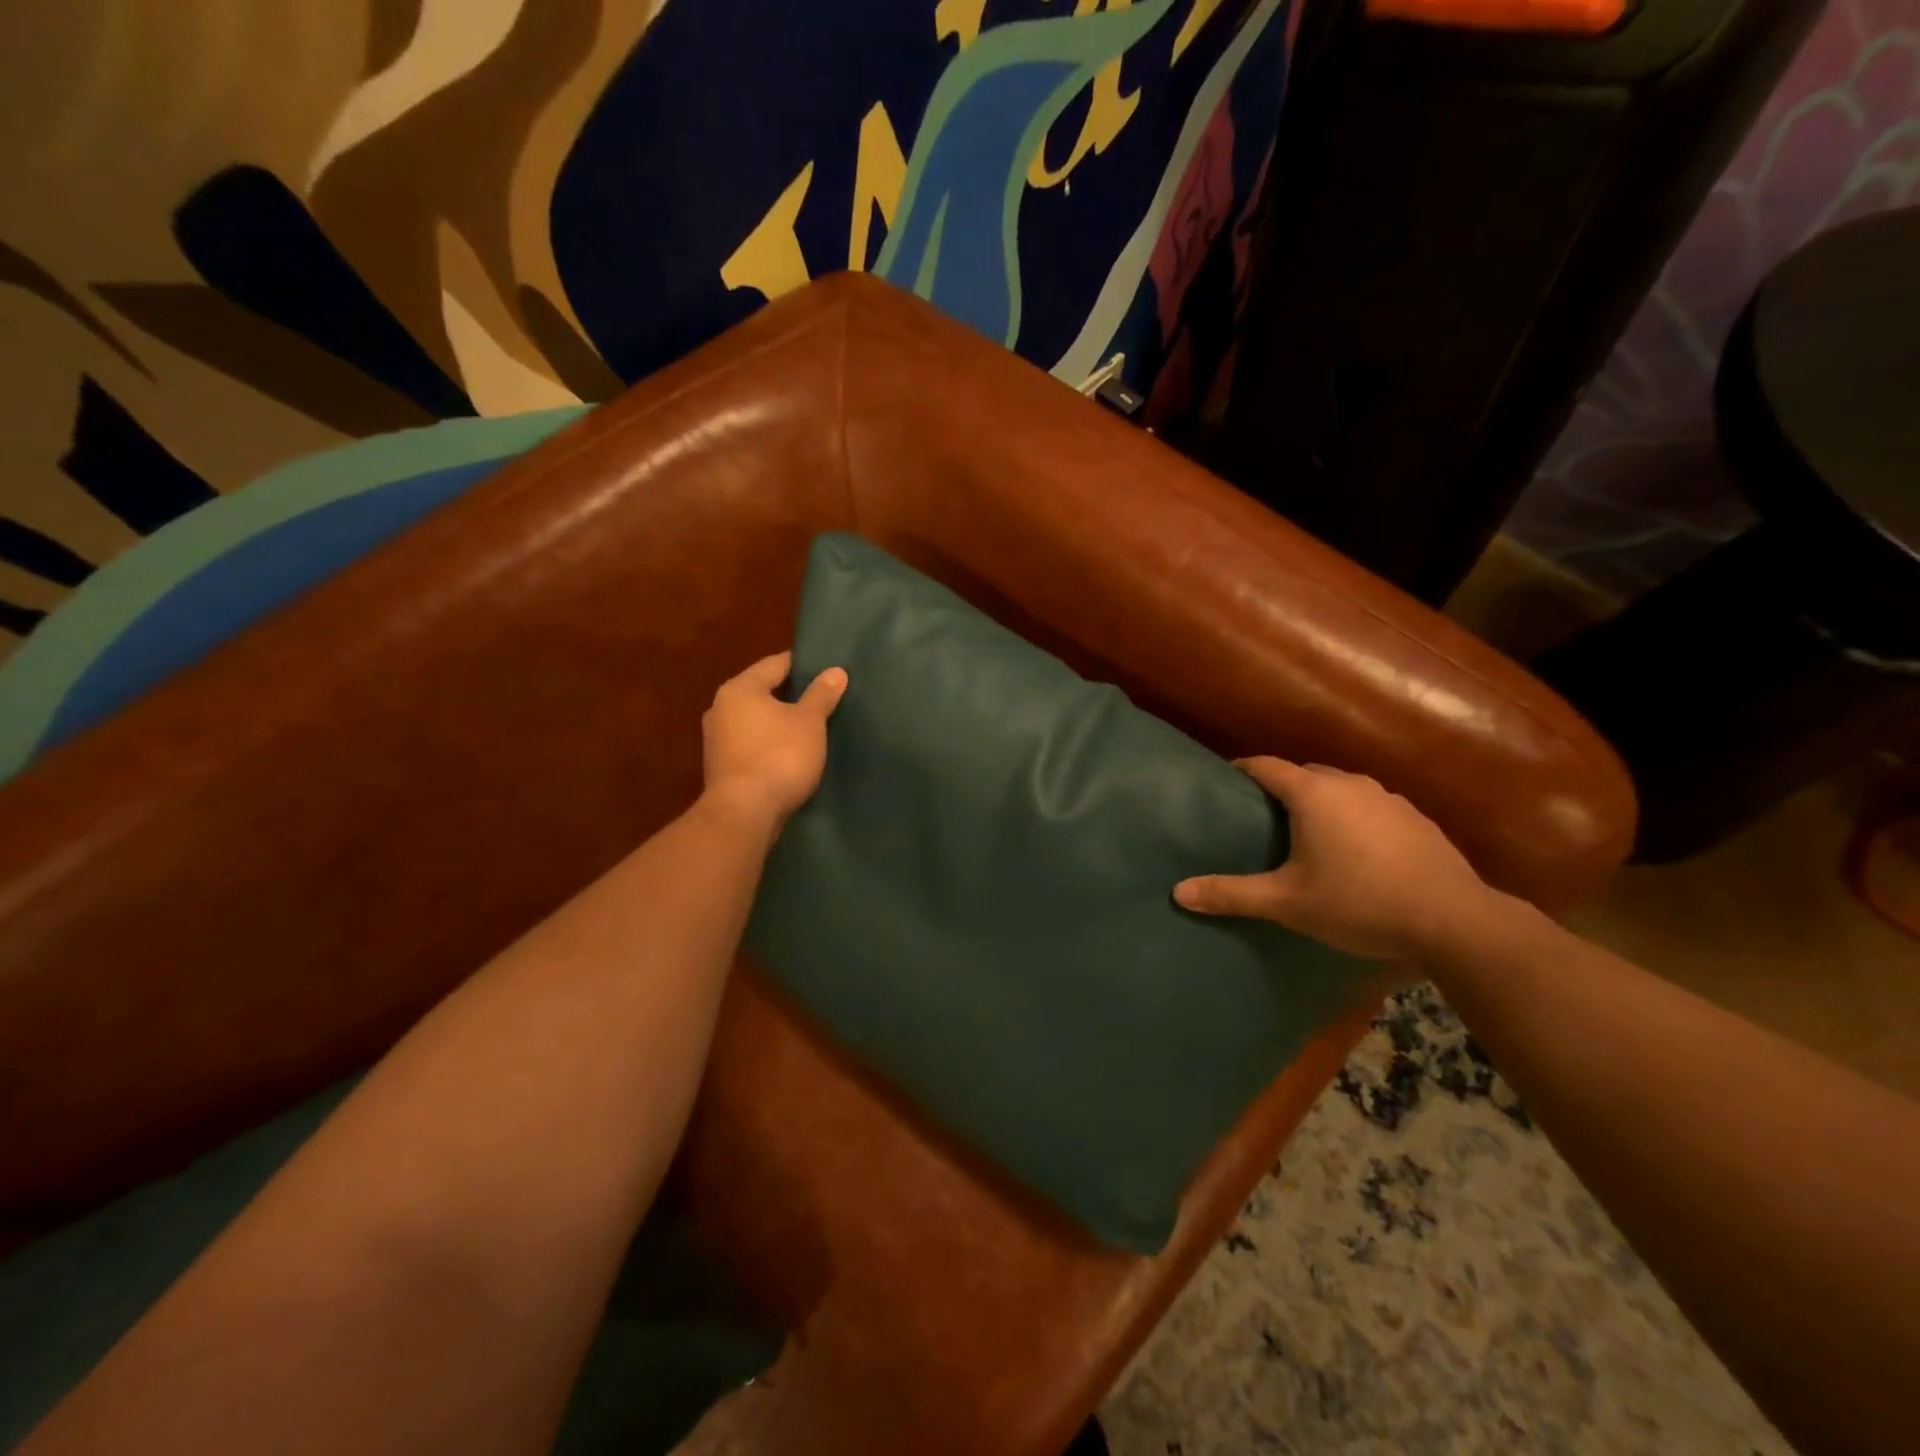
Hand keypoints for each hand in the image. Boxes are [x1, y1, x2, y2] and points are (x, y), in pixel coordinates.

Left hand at [701, 652, 847, 828]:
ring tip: (811, 727)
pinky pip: (752, 745)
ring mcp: (717, 740)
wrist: (745, 813)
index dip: (803, 665)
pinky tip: (792, 754)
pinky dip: (770, 745)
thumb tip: (835, 671)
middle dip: (791, 695)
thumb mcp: (809, 722)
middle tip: (824, 699)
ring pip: (756, 721)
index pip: (776, 664)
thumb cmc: (779, 756)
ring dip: (780, 723)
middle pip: (763, 692)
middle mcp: (721, 708)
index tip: (827, 669)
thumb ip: (821, 694)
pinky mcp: (722, 767)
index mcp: (740, 689)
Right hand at [1173, 757, 1496, 960]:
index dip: (1242, 770)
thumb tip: (1177, 892)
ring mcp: (1389, 799)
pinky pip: (1371, 808)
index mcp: (1314, 794)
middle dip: (1281, 787)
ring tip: (1307, 833)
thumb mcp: (1287, 903)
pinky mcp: (1418, 820)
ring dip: (1321, 802)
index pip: (1266, 766)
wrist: (1455, 921)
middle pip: (1305, 774)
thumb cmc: (1359, 902)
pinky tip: (1357, 852)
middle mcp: (1350, 785)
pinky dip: (1354, 818)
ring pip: (1342, 789)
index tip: (1224, 782)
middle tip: (1260, 816)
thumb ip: (1232, 894)